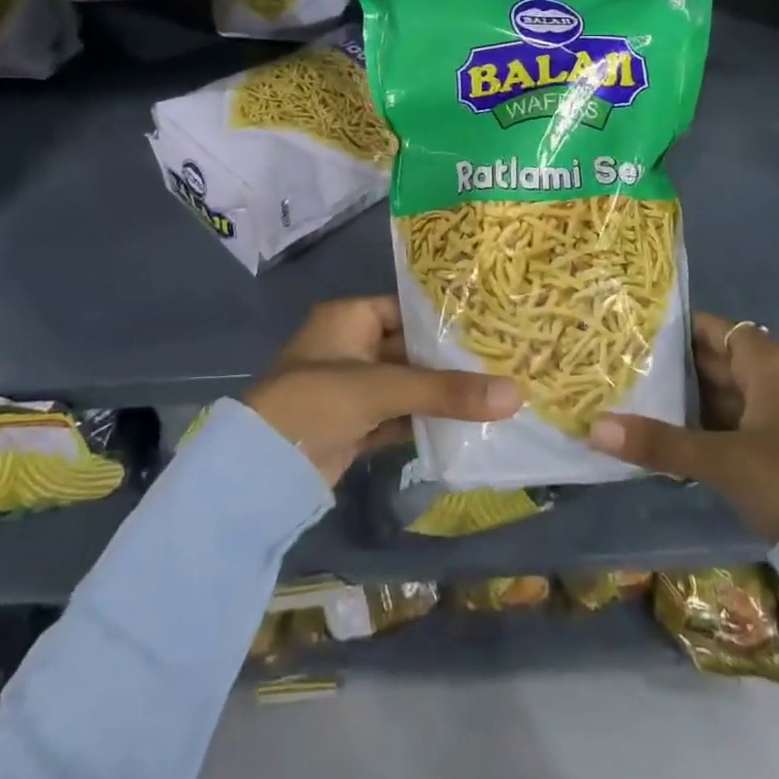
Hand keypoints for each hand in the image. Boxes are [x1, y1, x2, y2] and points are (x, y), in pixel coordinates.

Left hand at [245, 296, 521, 485]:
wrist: (262, 469)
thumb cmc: (318, 401)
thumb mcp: (385, 388)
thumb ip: (447, 391)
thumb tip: (516, 394)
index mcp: (350, 318)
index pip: (407, 309)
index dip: (444, 319)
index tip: (488, 327)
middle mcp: (350, 346)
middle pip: (410, 349)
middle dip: (449, 362)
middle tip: (501, 363)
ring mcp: (351, 388)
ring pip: (406, 385)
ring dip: (440, 394)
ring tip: (494, 394)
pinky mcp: (354, 425)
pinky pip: (398, 416)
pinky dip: (425, 421)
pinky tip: (465, 426)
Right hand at [588, 311, 778, 543]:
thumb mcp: (721, 460)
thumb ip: (659, 443)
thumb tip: (593, 429)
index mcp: (769, 362)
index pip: (712, 329)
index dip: (674, 331)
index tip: (632, 339)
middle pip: (718, 361)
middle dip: (674, 371)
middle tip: (623, 374)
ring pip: (729, 396)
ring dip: (690, 404)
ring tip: (637, 406)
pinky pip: (742, 423)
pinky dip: (712, 429)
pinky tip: (676, 442)